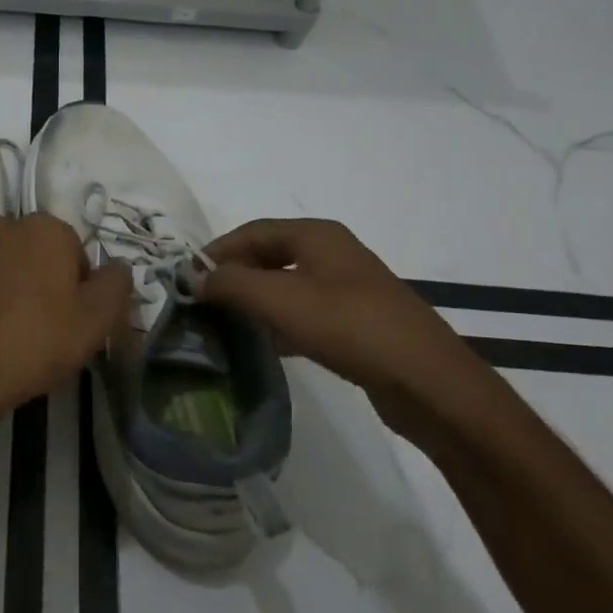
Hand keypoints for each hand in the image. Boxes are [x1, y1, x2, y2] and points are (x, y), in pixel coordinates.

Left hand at [0, 214, 131, 443]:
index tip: (74, 321)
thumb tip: (118, 267)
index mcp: (47, 227)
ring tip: (17, 329)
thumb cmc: (36, 340)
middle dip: (47, 282)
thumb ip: (117, 284)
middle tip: (48, 327)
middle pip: (42, 255)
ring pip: (10, 265)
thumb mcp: (96, 319)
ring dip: (16, 287)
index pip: (78, 254)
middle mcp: (7, 223)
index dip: (81, 290)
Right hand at [199, 219, 501, 432]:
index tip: (186, 278)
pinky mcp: (355, 322)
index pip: (251, 232)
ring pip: (286, 286)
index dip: (216, 251)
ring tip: (224, 323)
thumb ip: (232, 284)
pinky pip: (304, 313)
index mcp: (316, 236)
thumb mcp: (280, 300)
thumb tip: (195, 277)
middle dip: (234, 276)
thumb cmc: (348, 326)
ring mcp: (347, 289)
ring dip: (254, 301)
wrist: (426, 380)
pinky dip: (278, 323)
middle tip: (202, 301)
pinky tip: (262, 345)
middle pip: (268, 256)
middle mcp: (332, 254)